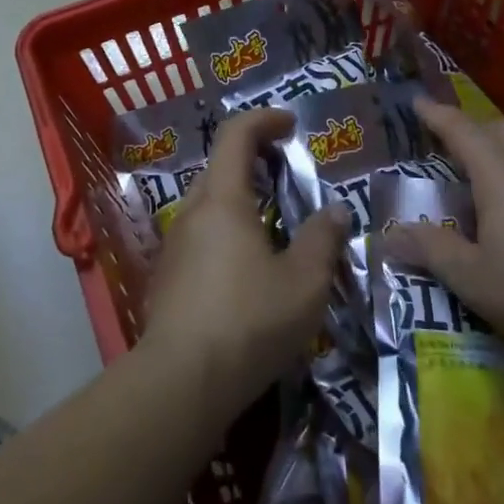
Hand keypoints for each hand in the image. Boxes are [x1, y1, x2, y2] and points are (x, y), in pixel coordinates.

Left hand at [142, 108, 347, 411]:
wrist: (181, 383)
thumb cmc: (249, 321)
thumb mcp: (304, 282)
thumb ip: (323, 239)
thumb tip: (336, 211)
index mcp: (222, 201)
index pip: (236, 135)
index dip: (264, 119)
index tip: (292, 124)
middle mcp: (191, 214)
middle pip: (220, 169)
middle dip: (256, 162)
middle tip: (290, 177)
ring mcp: (174, 248)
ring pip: (210, 207)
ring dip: (242, 202)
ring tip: (277, 227)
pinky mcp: (167, 279)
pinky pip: (202, 239)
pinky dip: (228, 234)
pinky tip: (249, 271)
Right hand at [384, 97, 503, 352]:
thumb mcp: (470, 278)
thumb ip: (430, 251)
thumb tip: (388, 236)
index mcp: (502, 176)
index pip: (463, 132)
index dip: (438, 116)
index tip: (418, 102)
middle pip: (503, 130)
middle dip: (475, 128)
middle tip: (454, 141)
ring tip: (496, 163)